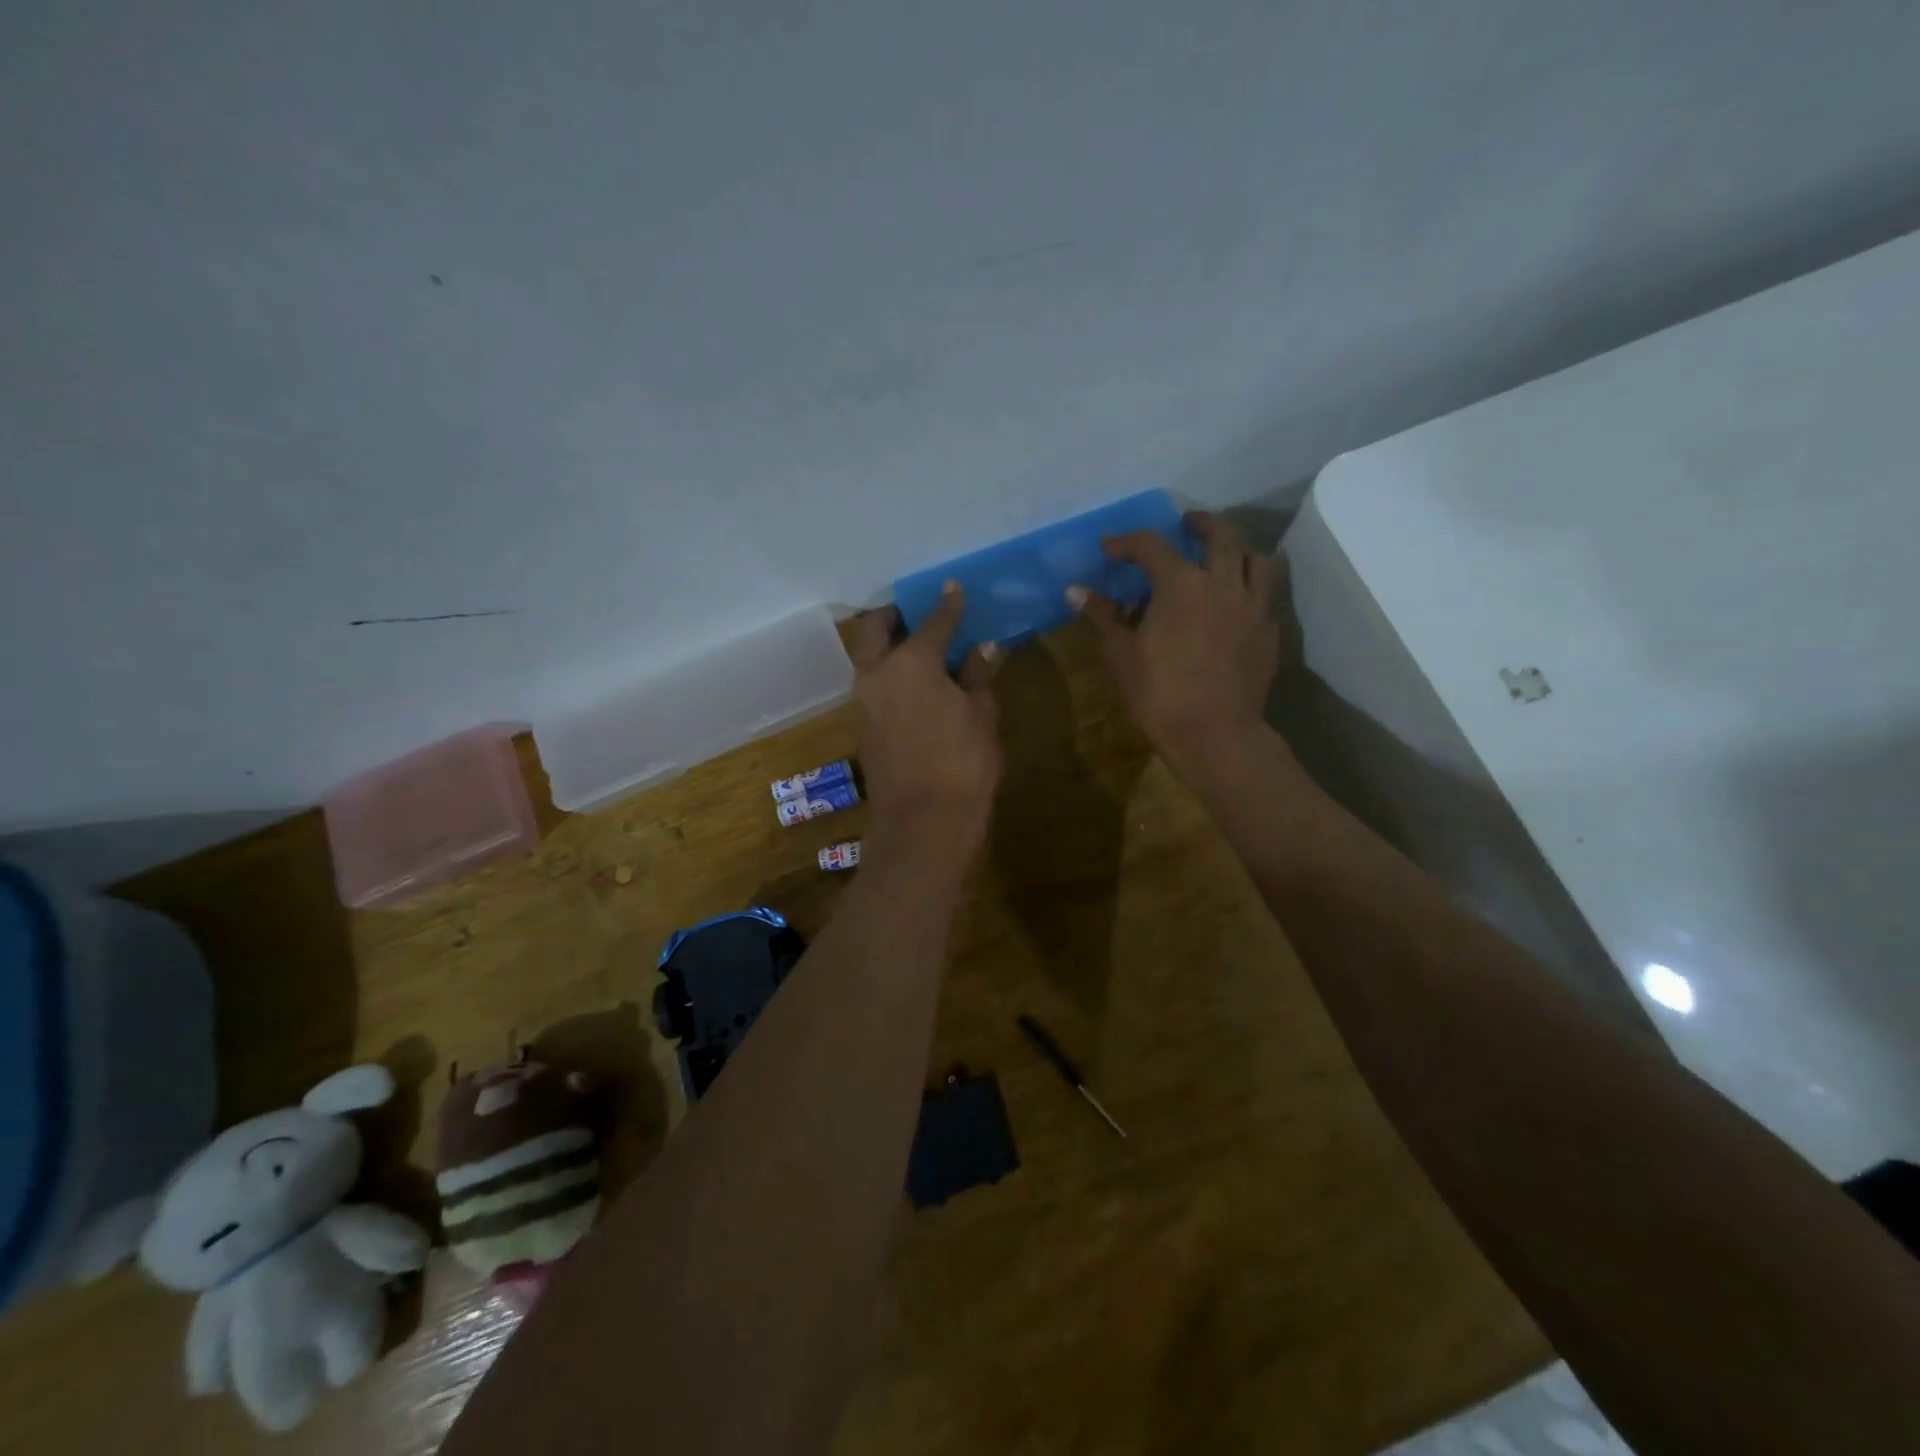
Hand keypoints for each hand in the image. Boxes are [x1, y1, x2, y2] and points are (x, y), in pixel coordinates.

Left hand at [846, 584, 1002, 853]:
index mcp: (912, 662)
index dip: (947, 605)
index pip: (932, 622)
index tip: (954, 589)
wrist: (923, 822)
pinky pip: (872, 683)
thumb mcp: (982, 716)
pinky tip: (914, 682)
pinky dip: (888, 672)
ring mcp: (863, 700)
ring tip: (918, 648)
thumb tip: (983, 648)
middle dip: (894, 615)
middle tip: (918, 615)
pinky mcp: (861, 725)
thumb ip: (979, 677)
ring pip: (867, 656)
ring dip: (886, 645)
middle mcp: (878, 672)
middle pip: (875, 628)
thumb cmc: (963, 764)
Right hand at [1068, 512, 1279, 768]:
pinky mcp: (1268, 633)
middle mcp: (1222, 584)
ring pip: (1254, 560)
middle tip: (1187, 522)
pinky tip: (1235, 606)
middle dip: (1200, 522)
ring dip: (1236, 550)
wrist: (1216, 735)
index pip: (1151, 546)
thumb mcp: (1121, 655)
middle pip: (1219, 534)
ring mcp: (1252, 607)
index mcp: (1181, 584)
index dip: (1126, 542)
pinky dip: (1248, 591)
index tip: (1109, 547)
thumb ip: (1102, 616)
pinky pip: (1264, 598)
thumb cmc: (1159, 694)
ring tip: (1222, 557)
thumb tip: (1074, 590)